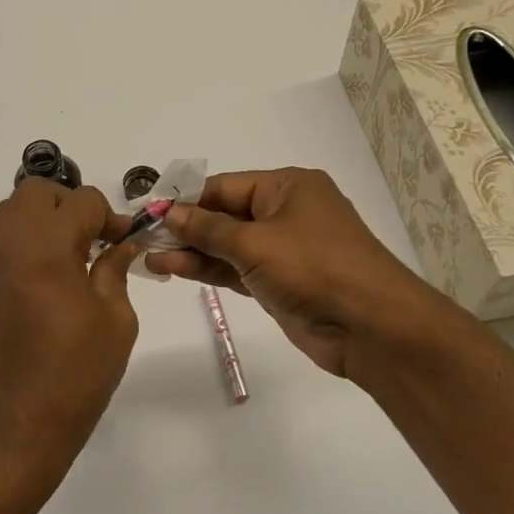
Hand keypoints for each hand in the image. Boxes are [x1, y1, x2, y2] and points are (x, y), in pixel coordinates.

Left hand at [0, 180, 139, 504]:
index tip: (125, 239)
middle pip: (36, 192)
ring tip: (73, 250)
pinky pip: (6, 238)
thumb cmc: (80, 371)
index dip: (110, 216)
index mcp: (48, 251)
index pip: (80, 202)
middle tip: (94, 236)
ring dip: (46, 216)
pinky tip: (55, 271)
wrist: (24, 420)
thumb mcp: (116, 319)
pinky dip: (30, 237)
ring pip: (13, 209)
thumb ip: (116, 269)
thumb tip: (121, 243)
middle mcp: (14, 248)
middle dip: (70, 203)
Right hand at [145, 168, 446, 377]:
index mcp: (288, 187)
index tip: (149, 211)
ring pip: (227, 245)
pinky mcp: (280, 282)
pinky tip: (174, 269)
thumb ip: (208, 228)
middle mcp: (286, 213)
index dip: (186, 199)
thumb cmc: (314, 268)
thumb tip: (169, 212)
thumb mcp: (256, 242)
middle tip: (142, 237)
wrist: (371, 327)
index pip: (225, 186)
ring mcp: (284, 250)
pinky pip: (236, 269)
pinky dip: (208, 270)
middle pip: (225, 215)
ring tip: (149, 257)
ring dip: (191, 251)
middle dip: (185, 227)